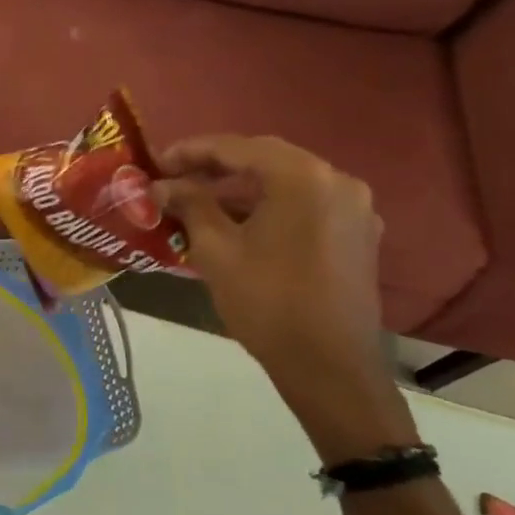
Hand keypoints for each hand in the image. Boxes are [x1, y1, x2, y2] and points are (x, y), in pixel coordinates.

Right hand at [151, 135, 417, 463]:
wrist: (330, 367)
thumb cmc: (267, 302)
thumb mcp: (216, 250)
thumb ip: (190, 205)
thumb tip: (161, 184)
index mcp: (303, 178)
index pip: (237, 147)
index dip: (192, 151)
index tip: (157, 161)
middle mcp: (337, 181)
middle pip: (266, 159)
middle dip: (217, 165)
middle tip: (175, 177)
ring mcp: (354, 208)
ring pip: (286, 182)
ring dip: (243, 186)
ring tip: (200, 200)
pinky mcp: (358, 234)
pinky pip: (305, 204)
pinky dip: (269, 205)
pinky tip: (239, 223)